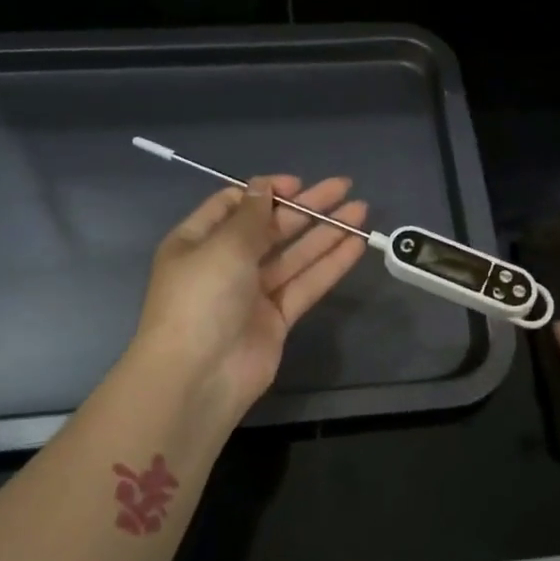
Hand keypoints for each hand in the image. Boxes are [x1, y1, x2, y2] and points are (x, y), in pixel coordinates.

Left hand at [132, 175, 368, 422]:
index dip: (266, 191)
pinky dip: (329, 265)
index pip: (234, 205)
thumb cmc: (201, 299)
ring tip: (361, 211)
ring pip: (294, 255)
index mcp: (198, 241)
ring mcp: (252, 293)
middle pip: (271, 227)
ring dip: (326, 233)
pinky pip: (305, 284)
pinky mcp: (276, 319)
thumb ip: (251, 215)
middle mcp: (225, 264)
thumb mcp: (223, 246)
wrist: (198, 376)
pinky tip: (356, 244)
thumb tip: (263, 186)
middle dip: (306, 207)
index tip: (298, 184)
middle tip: (343, 188)